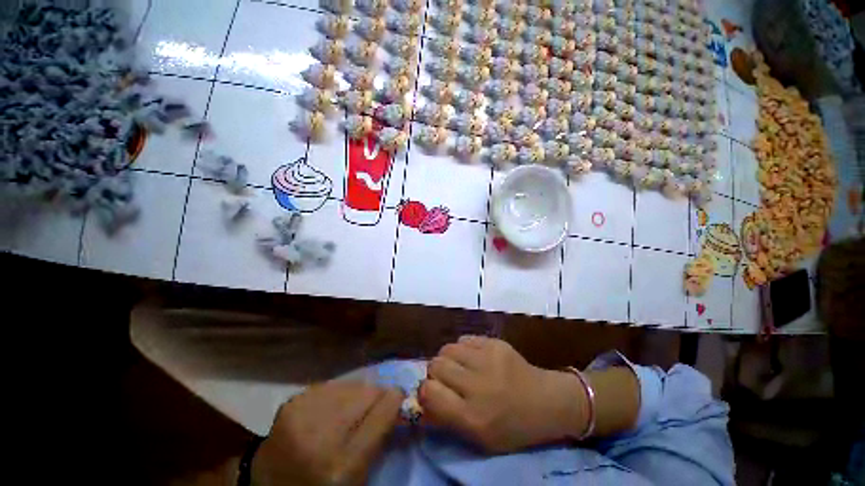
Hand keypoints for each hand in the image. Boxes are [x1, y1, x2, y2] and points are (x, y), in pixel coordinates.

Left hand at [253, 381, 402, 485]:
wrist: (268, 485)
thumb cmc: (319, 485)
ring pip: (352, 383)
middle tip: (372, 408)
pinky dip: (338, 393)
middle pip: (368, 391)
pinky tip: (331, 408)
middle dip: (376, 396)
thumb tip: (396, 397)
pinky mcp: (292, 401)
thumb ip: (379, 435)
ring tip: (349, 410)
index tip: (398, 399)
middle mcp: (321, 435)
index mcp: (342, 465)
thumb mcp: (357, 475)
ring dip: (357, 393)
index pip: (384, 410)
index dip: (396, 399)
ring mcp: (302, 414)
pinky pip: (332, 384)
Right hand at [419, 336, 586, 453]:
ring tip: (460, 365)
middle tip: (447, 378)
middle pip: (435, 364)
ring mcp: (487, 359)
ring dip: (448, 357)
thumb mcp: (478, 437)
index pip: (429, 392)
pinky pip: (464, 339)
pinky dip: (463, 348)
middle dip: (435, 372)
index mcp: (472, 416)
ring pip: (447, 348)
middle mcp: (477, 385)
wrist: (546, 401)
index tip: (432, 392)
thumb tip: (422, 398)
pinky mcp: (495, 343)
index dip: (425, 391)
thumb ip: (446, 418)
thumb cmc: (511, 427)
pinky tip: (474, 357)